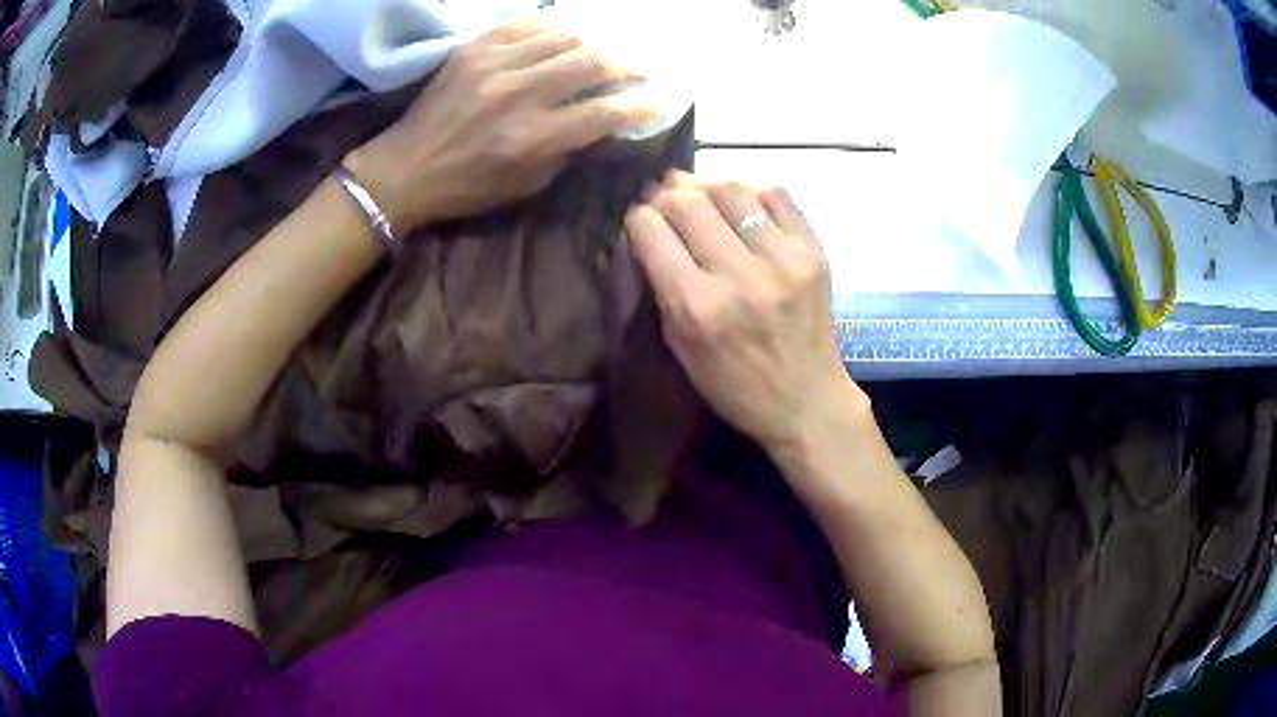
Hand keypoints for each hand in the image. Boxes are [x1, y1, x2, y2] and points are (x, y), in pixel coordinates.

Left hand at [347, 16, 656, 229]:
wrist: (405, 169)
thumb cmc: (468, 186)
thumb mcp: (526, 185)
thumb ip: (569, 151)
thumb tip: (604, 123)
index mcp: (534, 138)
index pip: (604, 112)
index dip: (640, 104)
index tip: (658, 99)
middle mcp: (519, 95)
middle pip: (591, 63)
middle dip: (626, 63)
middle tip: (639, 66)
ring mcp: (494, 66)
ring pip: (564, 36)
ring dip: (593, 42)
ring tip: (602, 50)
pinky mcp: (474, 50)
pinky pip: (525, 24)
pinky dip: (552, 26)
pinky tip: (562, 34)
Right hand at [625, 173, 862, 451]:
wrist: (808, 402)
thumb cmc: (737, 388)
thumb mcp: (682, 350)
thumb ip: (663, 290)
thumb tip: (651, 234)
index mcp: (698, 308)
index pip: (653, 233)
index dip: (638, 218)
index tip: (639, 220)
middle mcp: (739, 276)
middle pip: (689, 203)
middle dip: (666, 195)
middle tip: (663, 199)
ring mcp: (782, 260)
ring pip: (732, 190)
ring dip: (705, 184)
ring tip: (696, 190)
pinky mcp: (813, 252)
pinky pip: (777, 196)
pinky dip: (749, 188)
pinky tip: (737, 197)